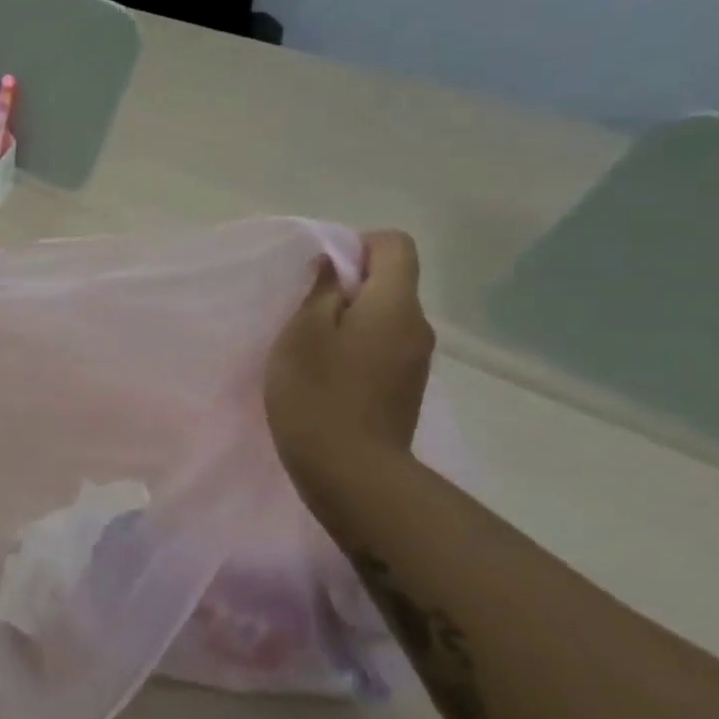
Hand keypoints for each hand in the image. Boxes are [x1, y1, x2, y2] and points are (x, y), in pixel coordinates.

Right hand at [265, 231, 435, 501]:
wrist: (351, 473)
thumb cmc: (318, 395)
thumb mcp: (301, 334)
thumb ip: (318, 291)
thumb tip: (332, 266)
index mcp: (394, 305)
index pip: (395, 245)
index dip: (357, 245)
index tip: (320, 273)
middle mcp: (417, 327)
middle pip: (391, 282)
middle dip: (348, 286)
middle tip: (302, 312)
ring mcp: (415, 361)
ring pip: (384, 317)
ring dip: (349, 320)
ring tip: (309, 346)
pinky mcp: (404, 389)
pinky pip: (382, 347)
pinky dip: (355, 348)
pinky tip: (325, 374)